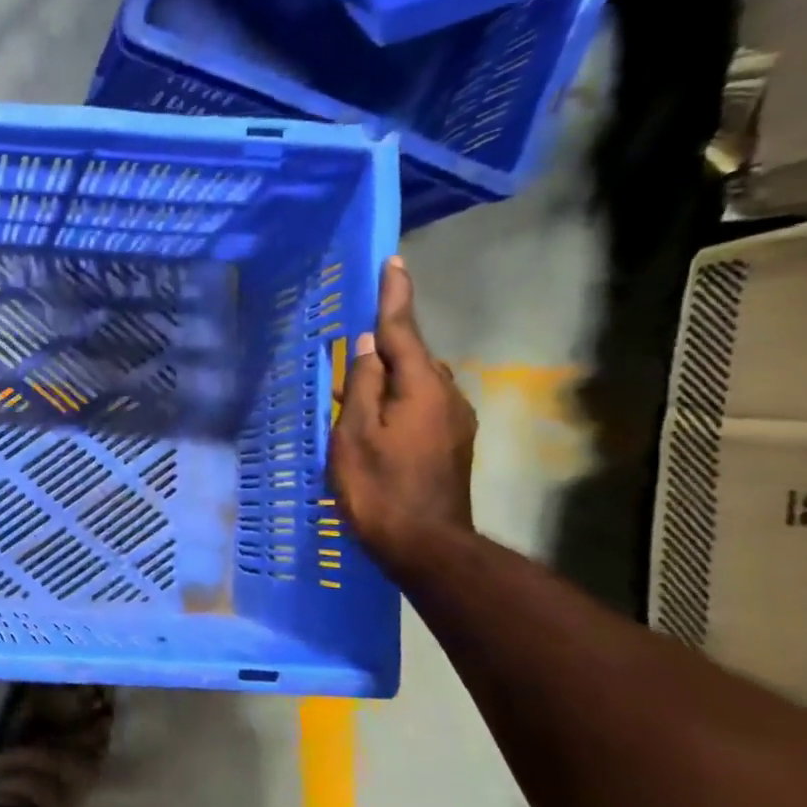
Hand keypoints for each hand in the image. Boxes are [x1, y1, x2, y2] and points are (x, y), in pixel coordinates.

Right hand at [328, 257, 476, 575]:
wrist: (425, 546)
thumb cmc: (379, 488)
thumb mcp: (354, 434)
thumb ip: (362, 385)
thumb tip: (366, 347)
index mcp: (421, 387)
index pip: (403, 330)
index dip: (395, 296)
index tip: (393, 261)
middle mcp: (446, 396)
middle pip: (413, 356)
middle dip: (386, 343)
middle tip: (353, 343)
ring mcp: (453, 421)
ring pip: (418, 382)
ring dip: (389, 375)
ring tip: (354, 385)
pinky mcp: (450, 443)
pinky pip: (421, 404)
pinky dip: (396, 399)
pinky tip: (373, 417)